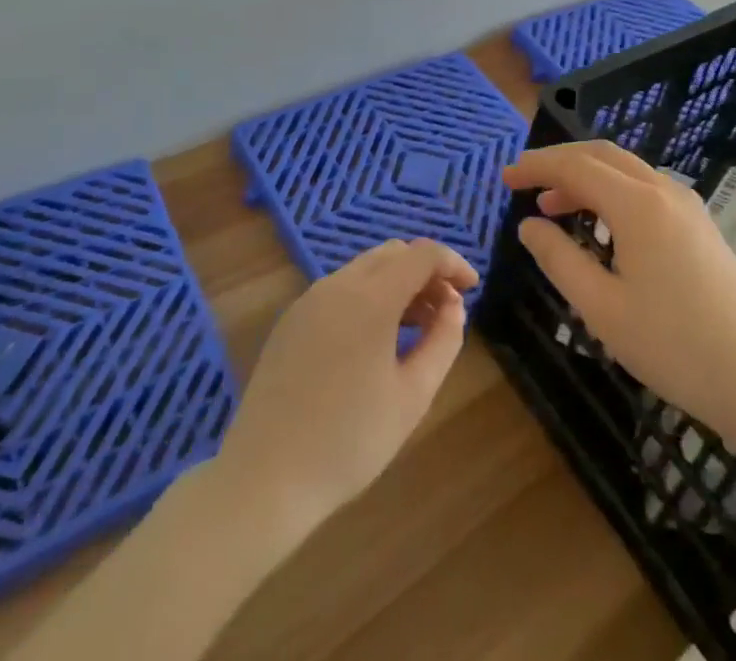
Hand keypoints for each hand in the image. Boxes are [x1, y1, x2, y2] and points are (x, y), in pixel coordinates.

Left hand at [212, 238, 477, 537]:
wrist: (263, 481)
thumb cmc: (348, 442)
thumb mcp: (413, 396)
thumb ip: (443, 340)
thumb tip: (454, 306)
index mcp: (371, 298)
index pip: (422, 254)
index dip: (453, 263)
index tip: (471, 289)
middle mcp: (338, 285)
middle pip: (394, 254)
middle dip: (426, 272)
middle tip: (445, 311)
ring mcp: (310, 300)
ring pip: (366, 268)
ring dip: (398, 283)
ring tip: (415, 327)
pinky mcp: (291, 320)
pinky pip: (341, 289)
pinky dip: (369, 296)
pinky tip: (375, 338)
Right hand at [505, 142, 735, 457]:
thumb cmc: (674, 346)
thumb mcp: (602, 308)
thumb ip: (559, 259)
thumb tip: (529, 225)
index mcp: (637, 204)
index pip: (576, 166)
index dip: (537, 167)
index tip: (505, 178)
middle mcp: (664, 190)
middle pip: (602, 156)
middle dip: (560, 162)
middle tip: (524, 183)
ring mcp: (688, 205)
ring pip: (627, 171)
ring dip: (587, 178)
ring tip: (553, 207)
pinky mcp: (701, 225)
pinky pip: (646, 189)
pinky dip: (613, 192)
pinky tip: (601, 225)